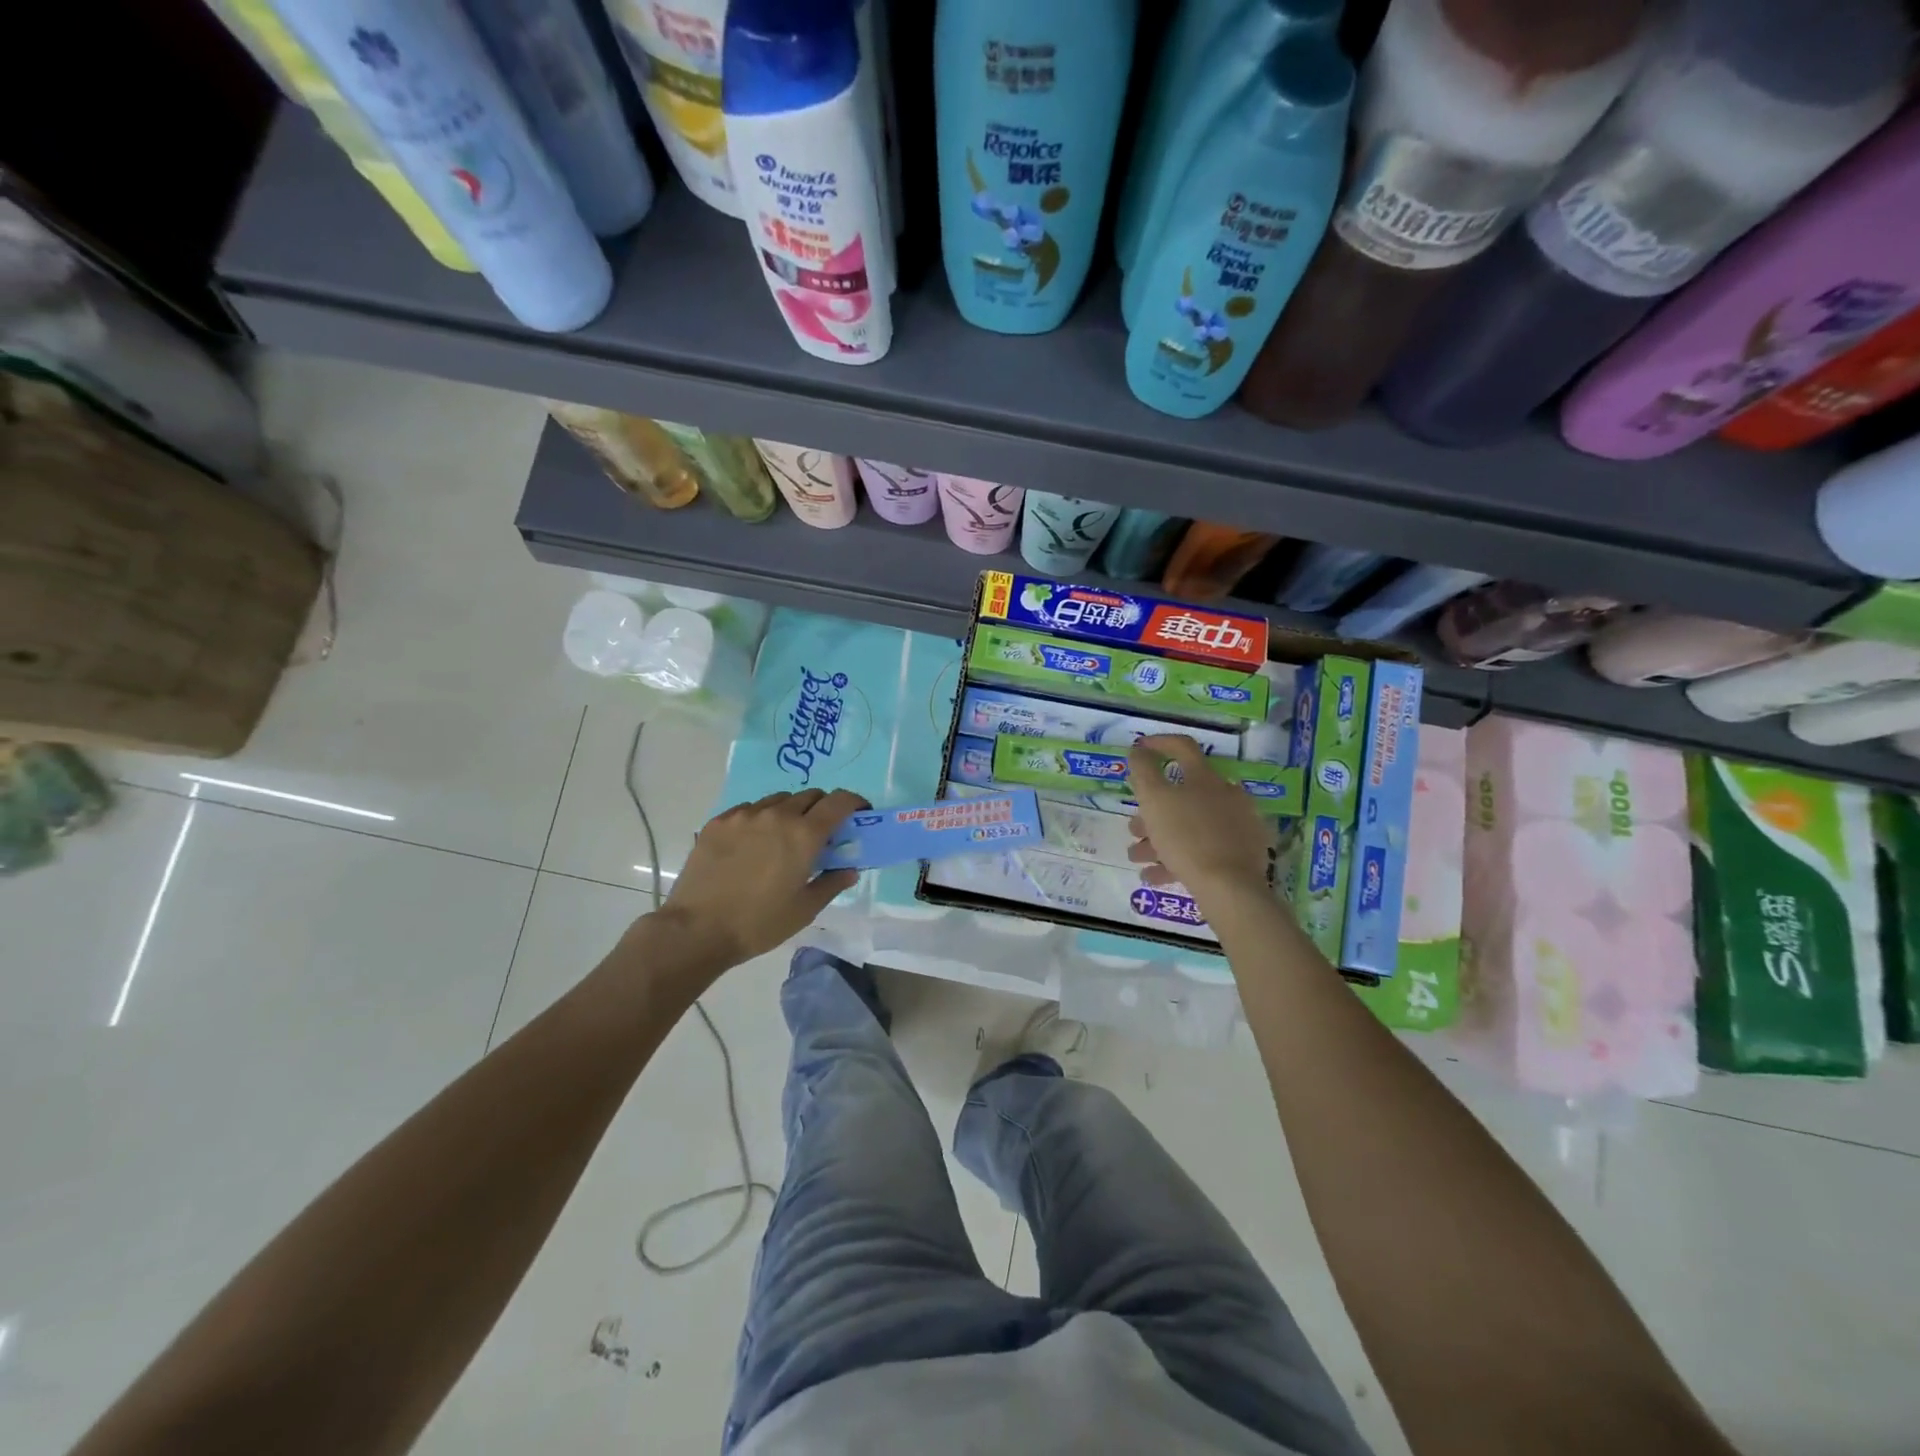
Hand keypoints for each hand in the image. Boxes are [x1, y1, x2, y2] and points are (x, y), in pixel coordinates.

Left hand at [655, 788, 866, 970]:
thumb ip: (832, 883)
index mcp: (804, 835)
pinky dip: (761, 818)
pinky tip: (753, 843)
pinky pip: (749, 809)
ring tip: (783, 837)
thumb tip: (849, 869)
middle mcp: (777, 815)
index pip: (839, 801)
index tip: (859, 813)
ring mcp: (744, 815)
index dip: (854, 802)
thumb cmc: (759, 923)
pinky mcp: (719, 822)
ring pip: (778, 800)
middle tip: (821, 832)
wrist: (697, 929)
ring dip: (790, 811)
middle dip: (822, 808)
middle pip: (810, 795)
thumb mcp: (804, 909)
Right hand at [1126, 735, 1271, 899]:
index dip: (1159, 743)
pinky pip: (1203, 850)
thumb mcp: (1155, 800)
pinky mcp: (1242, 855)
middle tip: (1133, 828)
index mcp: (1206, 779)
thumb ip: (1143, 772)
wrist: (1230, 887)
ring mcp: (1237, 827)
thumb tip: (1138, 751)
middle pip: (1182, 796)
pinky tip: (1157, 875)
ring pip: (1190, 826)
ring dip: (1158, 839)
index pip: (1183, 747)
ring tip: (1138, 858)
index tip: (1138, 750)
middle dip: (1151, 812)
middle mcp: (1226, 796)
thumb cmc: (1186, 837)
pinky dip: (1177, 859)